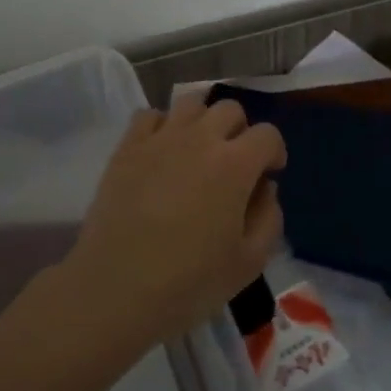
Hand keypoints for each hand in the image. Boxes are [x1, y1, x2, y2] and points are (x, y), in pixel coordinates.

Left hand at [66, 97, 286, 345]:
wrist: (116, 287)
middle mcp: (199, 139)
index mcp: (235, 164)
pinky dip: (162, 126)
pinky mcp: (127, 147)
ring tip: (197, 151)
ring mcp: (160, 138)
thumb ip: (269, 218)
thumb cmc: (189, 282)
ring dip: (202, 121)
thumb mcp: (249, 262)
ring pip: (190, 103)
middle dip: (240, 132)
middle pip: (230, 109)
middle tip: (233, 164)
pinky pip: (149, 115)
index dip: (273, 152)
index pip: (267, 134)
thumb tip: (265, 188)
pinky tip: (161, 153)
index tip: (267, 175)